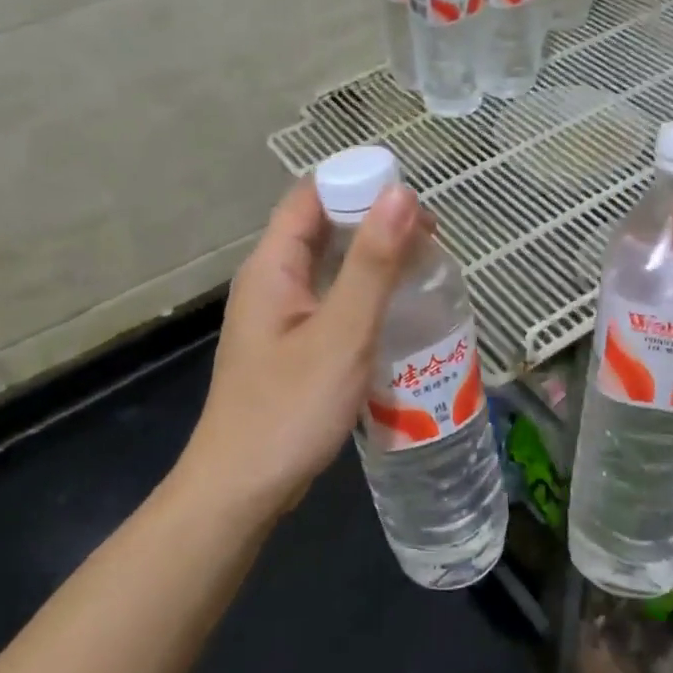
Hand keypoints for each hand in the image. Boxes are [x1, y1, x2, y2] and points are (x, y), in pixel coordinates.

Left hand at [187, 177, 423, 519]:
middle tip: (431, 238)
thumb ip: (373, 264)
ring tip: (424, 267)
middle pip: (323, 227)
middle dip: (375, 221)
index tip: (414, 200)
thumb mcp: (342, 333)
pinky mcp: (292, 345)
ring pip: (329, 265)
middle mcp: (271, 281)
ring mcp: (280, 315)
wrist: (241, 490)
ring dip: (373, 258)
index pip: (312, 195)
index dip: (360, 183)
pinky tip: (396, 310)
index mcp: (273, 266)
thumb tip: (401, 193)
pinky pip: (331, 299)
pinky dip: (364, 292)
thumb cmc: (289, 409)